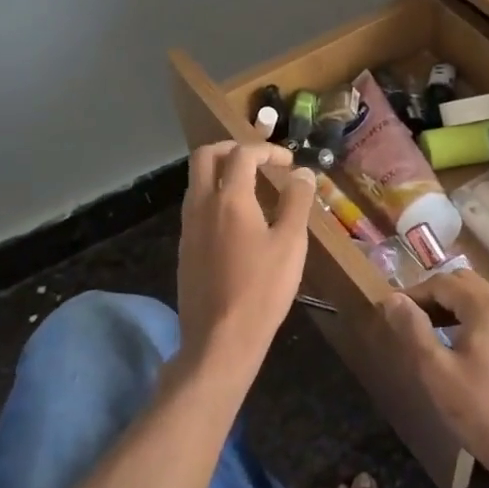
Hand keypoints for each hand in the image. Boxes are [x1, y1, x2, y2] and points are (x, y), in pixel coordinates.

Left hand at [176, 142, 316, 377]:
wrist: (220, 339)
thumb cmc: (262, 289)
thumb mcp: (291, 243)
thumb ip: (297, 201)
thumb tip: (303, 173)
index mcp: (229, 199)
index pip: (242, 154)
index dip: (267, 150)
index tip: (289, 163)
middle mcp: (201, 205)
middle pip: (205, 156)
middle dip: (232, 149)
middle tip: (259, 160)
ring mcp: (188, 228)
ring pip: (196, 182)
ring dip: (221, 173)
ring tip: (251, 188)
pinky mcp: (185, 249)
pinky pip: (195, 207)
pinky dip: (215, 197)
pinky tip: (238, 222)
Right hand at [380, 269, 488, 487]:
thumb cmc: (481, 412)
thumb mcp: (436, 371)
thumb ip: (413, 330)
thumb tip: (392, 299)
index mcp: (488, 308)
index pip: (444, 283)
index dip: (414, 293)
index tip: (391, 311)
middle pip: (467, 285)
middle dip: (436, 296)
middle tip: (410, 319)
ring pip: (485, 304)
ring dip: (456, 309)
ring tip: (431, 334)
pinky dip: (475, 325)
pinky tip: (464, 353)